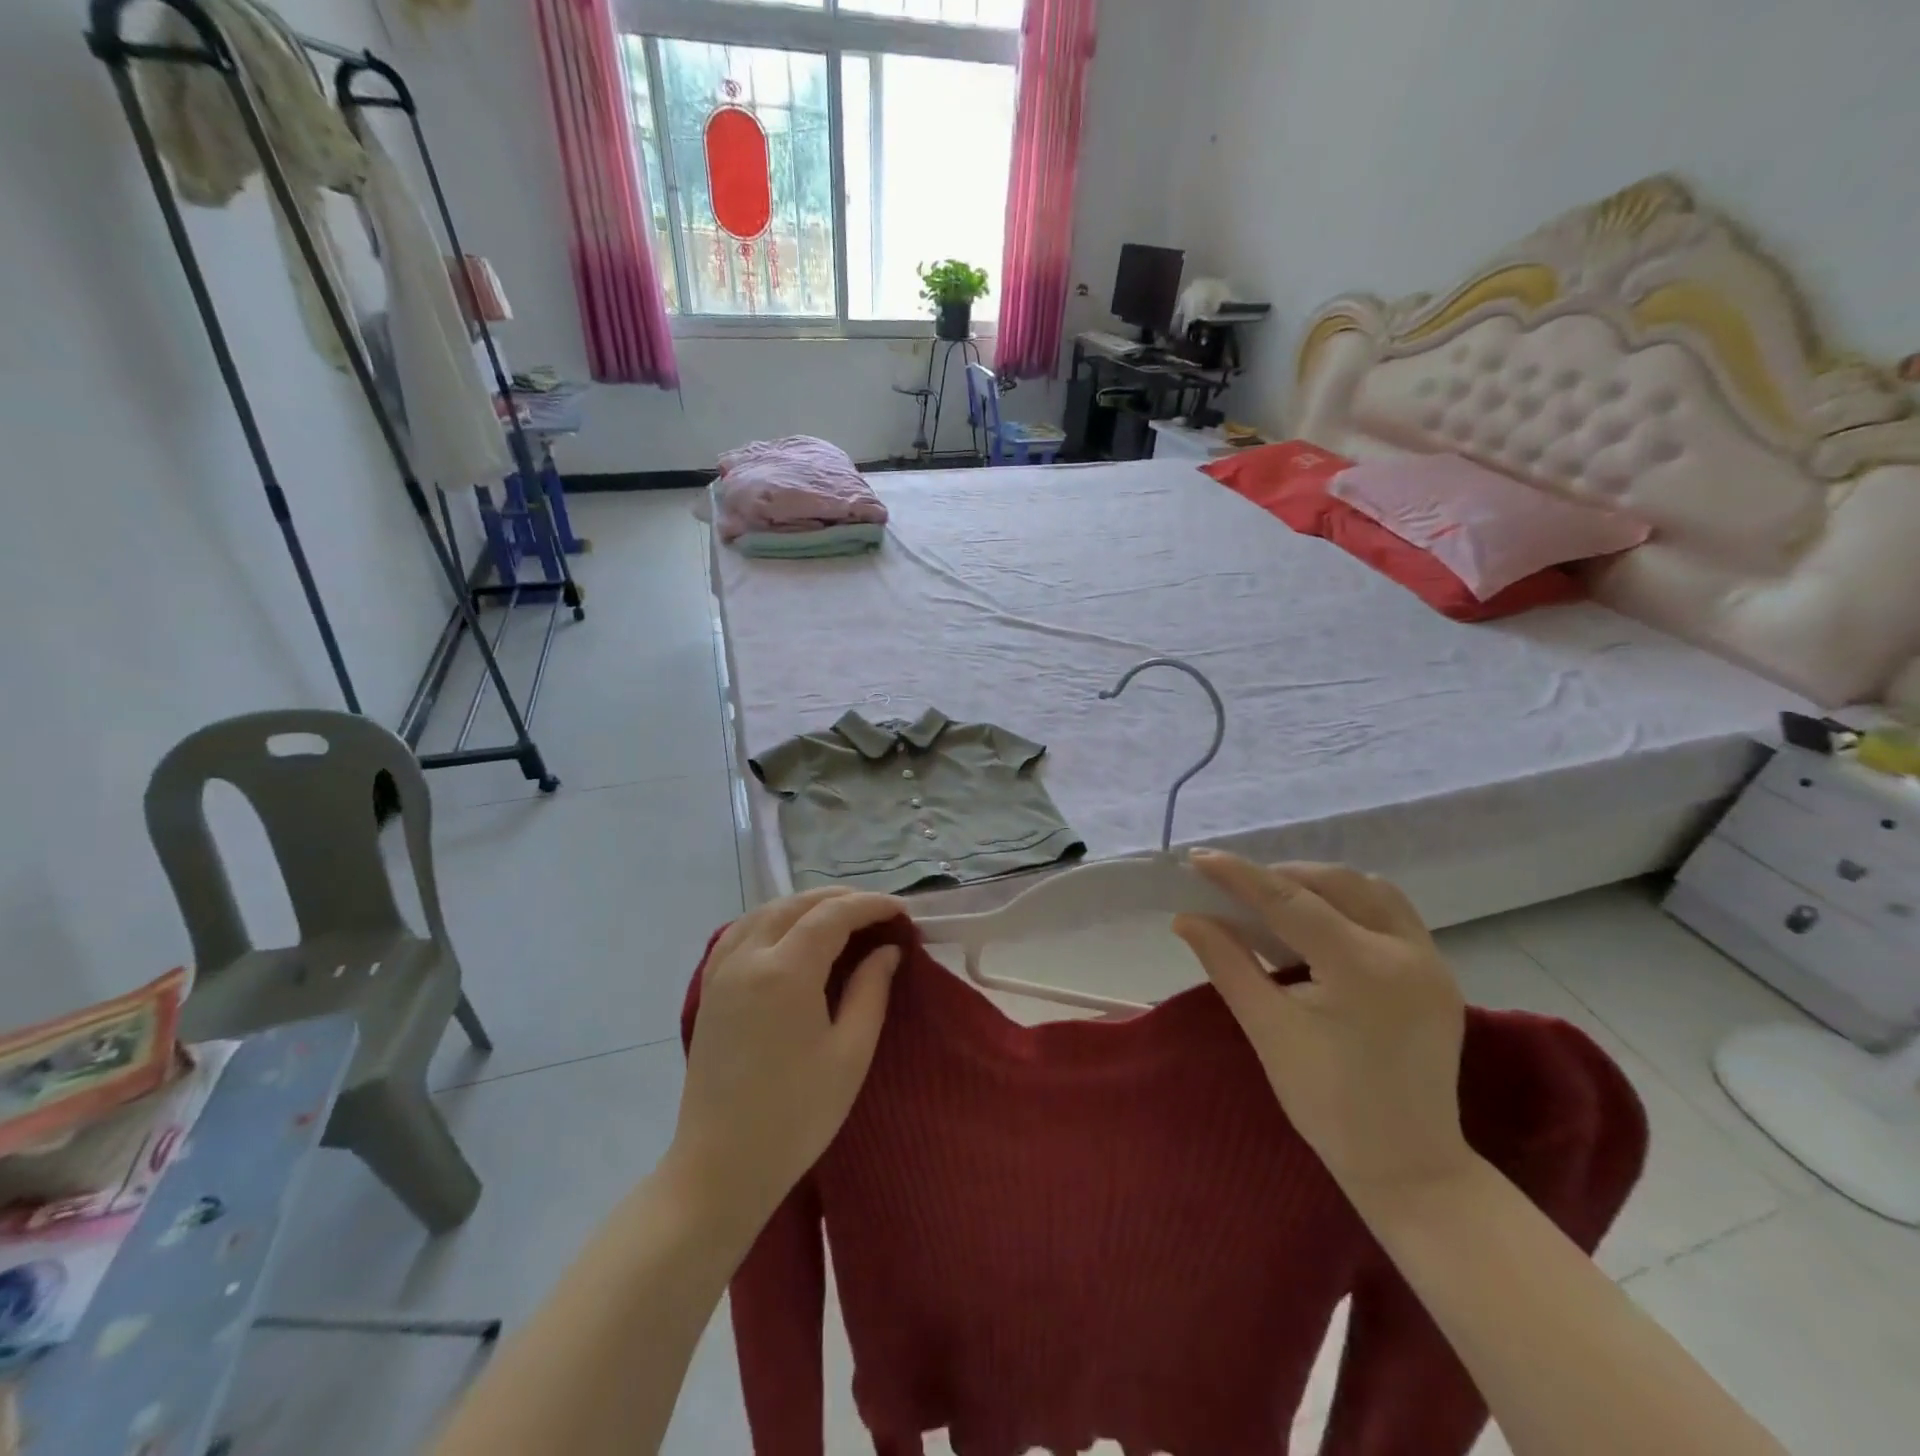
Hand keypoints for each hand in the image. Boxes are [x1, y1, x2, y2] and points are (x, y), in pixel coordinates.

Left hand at [672, 889, 904, 1228]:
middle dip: (842, 899)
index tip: (903, 911)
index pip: (833, 915)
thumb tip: (887, 950)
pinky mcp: (710, 989)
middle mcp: (748, 957)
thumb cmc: (796, 1116)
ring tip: (842, 915)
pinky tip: (790, 932)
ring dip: (807, 905)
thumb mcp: (850, 1053)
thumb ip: (871, 990)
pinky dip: (773, 919)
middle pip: (798, 904)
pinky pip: (741, 931)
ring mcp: (722, 971)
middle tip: (879, 911)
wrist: (720, 1167)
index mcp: (785, 971)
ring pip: (767, 911)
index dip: (871, 905)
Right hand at [1174, 853, 1473, 1203]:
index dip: (1241, 876)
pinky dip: (1349, 903)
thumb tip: (1186, 918)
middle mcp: (1406, 952)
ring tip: (1276, 902)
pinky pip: (1392, 912)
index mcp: (1363, 970)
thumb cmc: (1327, 1103)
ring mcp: (1431, 961)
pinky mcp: (1438, 973)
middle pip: (1335, 883)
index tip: (1199, 859)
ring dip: (1319, 885)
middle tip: (1235, 889)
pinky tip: (1319, 924)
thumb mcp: (1268, 1028)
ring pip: (1369, 890)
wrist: (1408, 1165)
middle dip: (1280, 876)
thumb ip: (1227, 962)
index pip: (1291, 902)